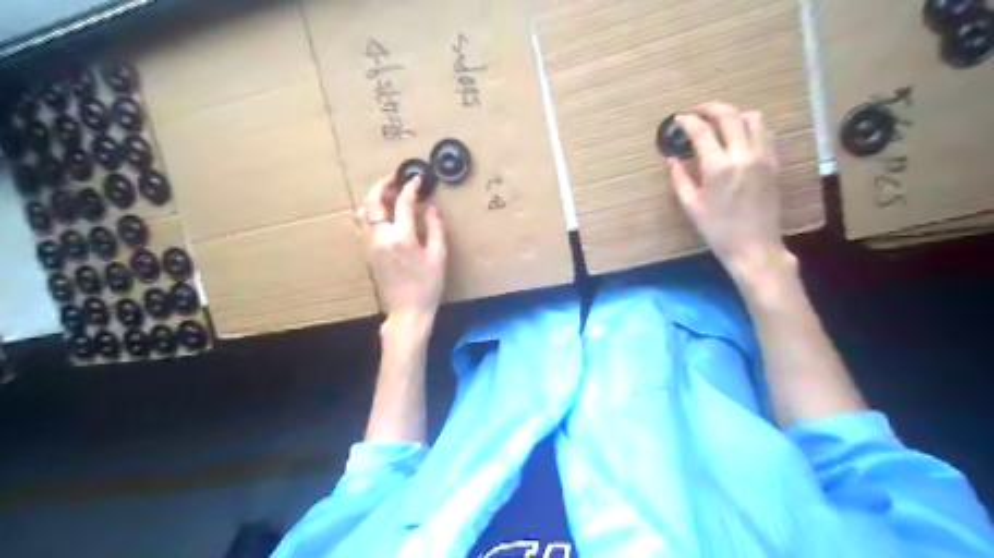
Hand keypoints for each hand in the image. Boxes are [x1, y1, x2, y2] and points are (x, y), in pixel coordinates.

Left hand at [358, 175, 445, 322]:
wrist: (407, 312)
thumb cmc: (427, 286)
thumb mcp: (438, 257)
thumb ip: (435, 228)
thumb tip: (430, 208)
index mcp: (402, 237)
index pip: (403, 203)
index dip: (411, 188)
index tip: (418, 179)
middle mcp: (381, 237)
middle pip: (373, 202)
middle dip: (382, 185)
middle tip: (394, 178)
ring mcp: (370, 245)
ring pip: (363, 212)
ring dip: (373, 198)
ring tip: (386, 194)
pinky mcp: (367, 253)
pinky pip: (362, 225)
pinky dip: (368, 213)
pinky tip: (380, 214)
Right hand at [663, 100, 797, 278]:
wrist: (754, 246)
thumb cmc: (717, 230)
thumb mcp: (691, 206)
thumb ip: (679, 178)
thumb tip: (671, 158)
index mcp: (718, 167)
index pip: (702, 132)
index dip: (688, 122)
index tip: (678, 119)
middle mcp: (743, 155)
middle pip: (729, 116)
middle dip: (710, 109)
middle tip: (697, 112)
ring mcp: (763, 157)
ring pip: (752, 118)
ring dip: (733, 115)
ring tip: (719, 123)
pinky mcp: (774, 163)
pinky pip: (765, 133)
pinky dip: (750, 127)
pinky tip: (739, 137)